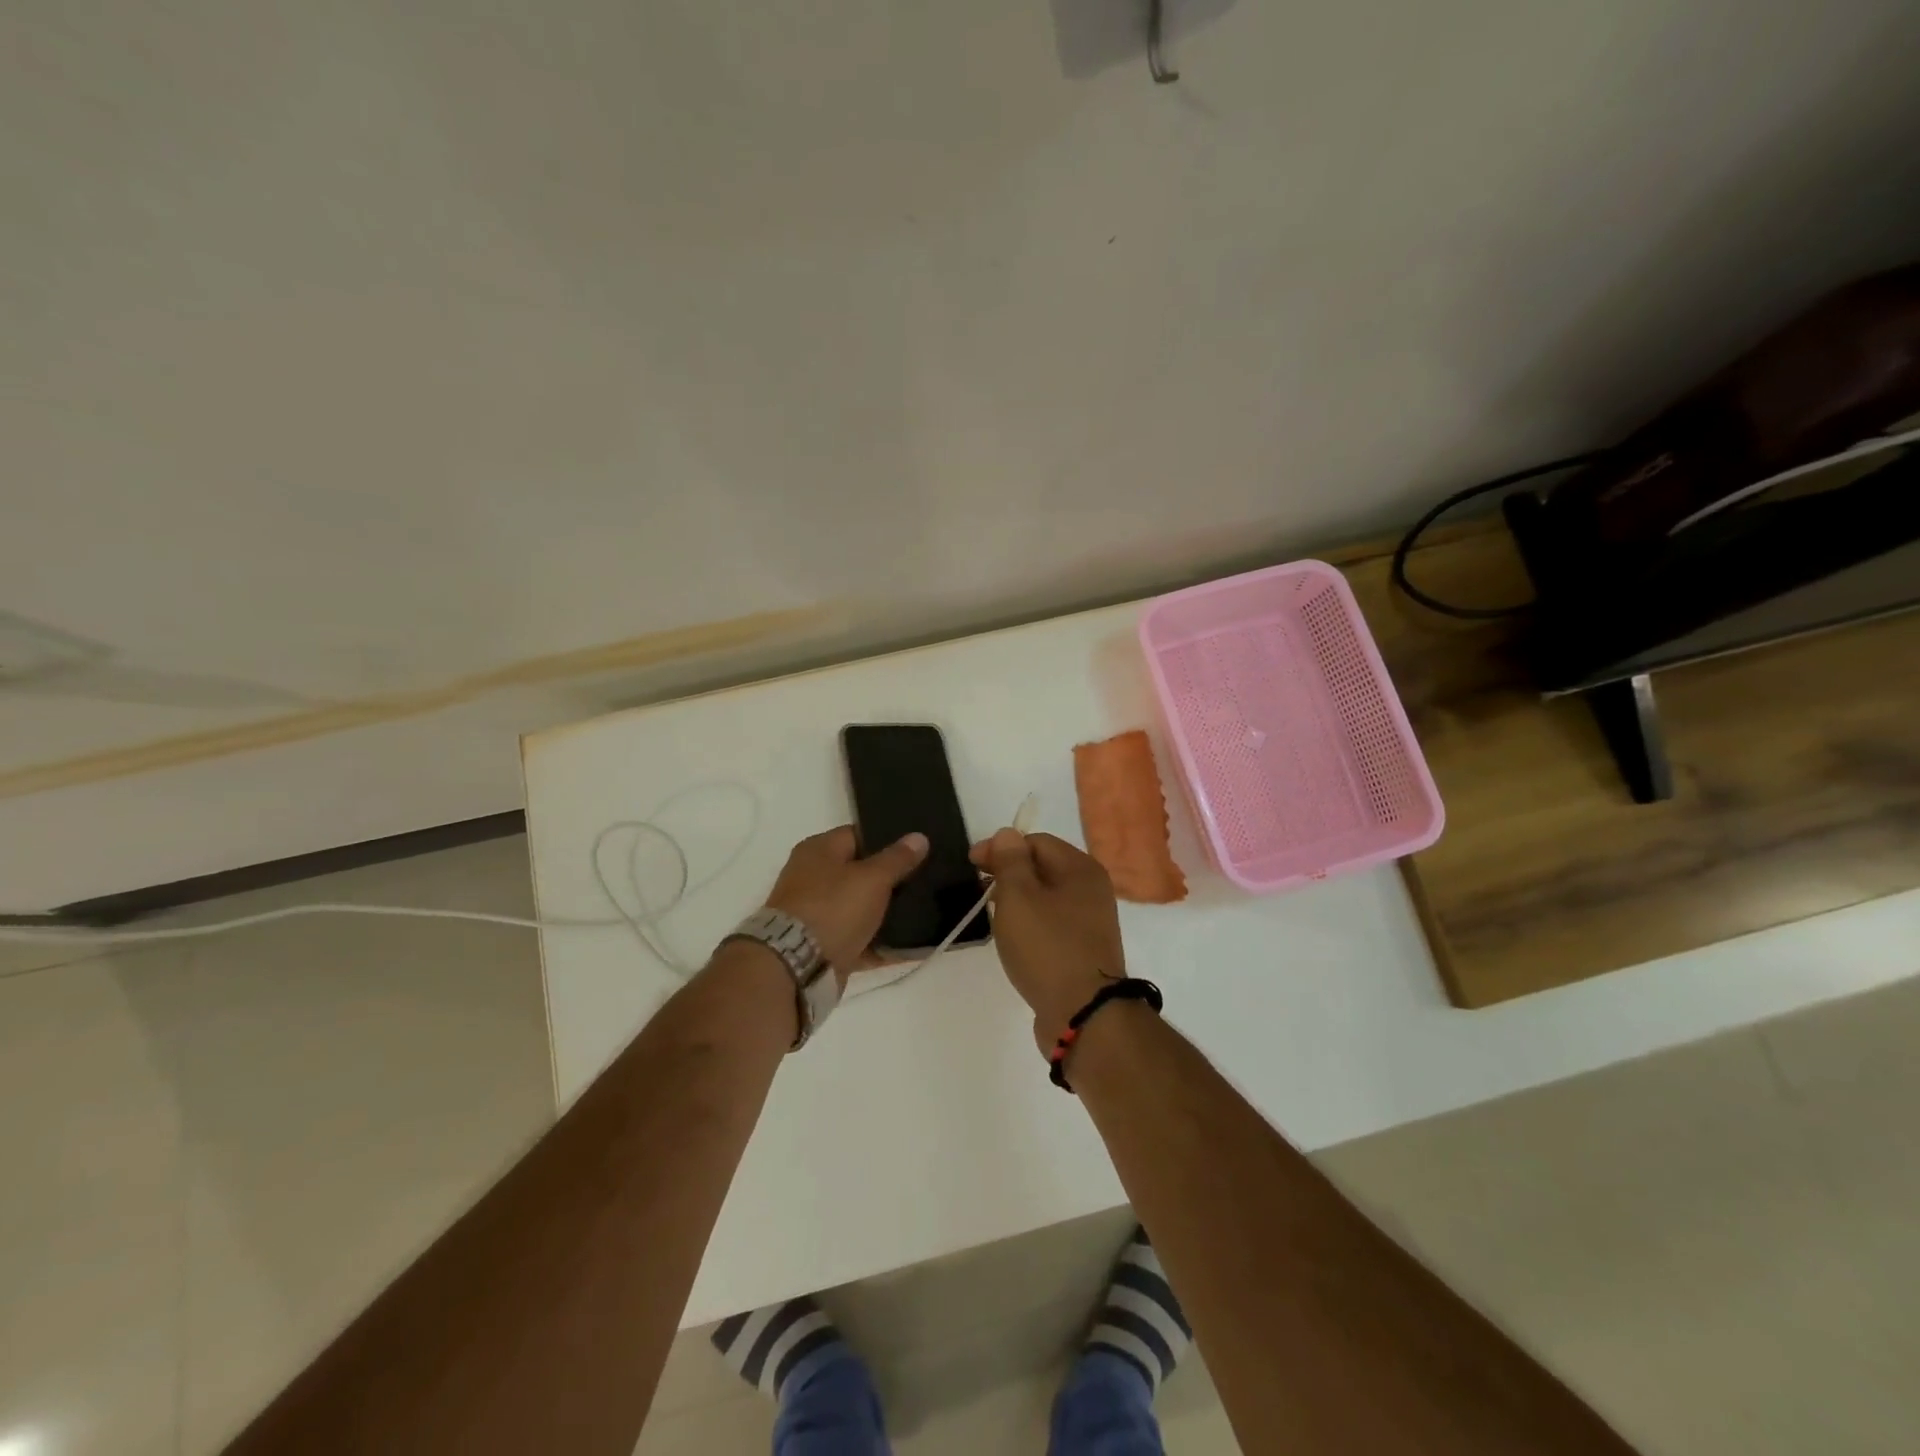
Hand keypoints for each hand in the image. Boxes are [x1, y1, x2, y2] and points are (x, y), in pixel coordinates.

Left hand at [765, 826, 928, 984]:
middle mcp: (813, 878)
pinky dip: (881, 944)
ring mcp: (816, 914)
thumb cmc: (833, 908)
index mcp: (819, 850)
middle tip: (925, 880)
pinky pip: (860, 940)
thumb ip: (897, 859)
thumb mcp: (873, 878)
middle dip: (891, 879)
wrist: (795, 966)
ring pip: (861, 909)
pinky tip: (912, 947)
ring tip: (924, 912)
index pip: (858, 835)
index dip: (888, 840)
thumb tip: (919, 837)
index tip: (917, 849)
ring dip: (888, 914)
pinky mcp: (823, 946)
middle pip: (860, 873)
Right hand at [971, 829, 1126, 1042]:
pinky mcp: (1084, 949)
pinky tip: (1016, 938)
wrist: (1084, 1014)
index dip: (1001, 847)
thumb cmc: (1047, 947)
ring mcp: (1091, 921)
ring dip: (1019, 899)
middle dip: (1009, 873)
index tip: (972, 864)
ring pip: (1047, 897)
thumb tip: (1007, 834)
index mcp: (1081, 868)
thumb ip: (1010, 860)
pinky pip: (1053, 923)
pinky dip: (1031, 922)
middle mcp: (1092, 889)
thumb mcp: (1019, 897)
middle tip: (979, 889)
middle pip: (1044, 867)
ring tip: (993, 914)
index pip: (1036, 841)